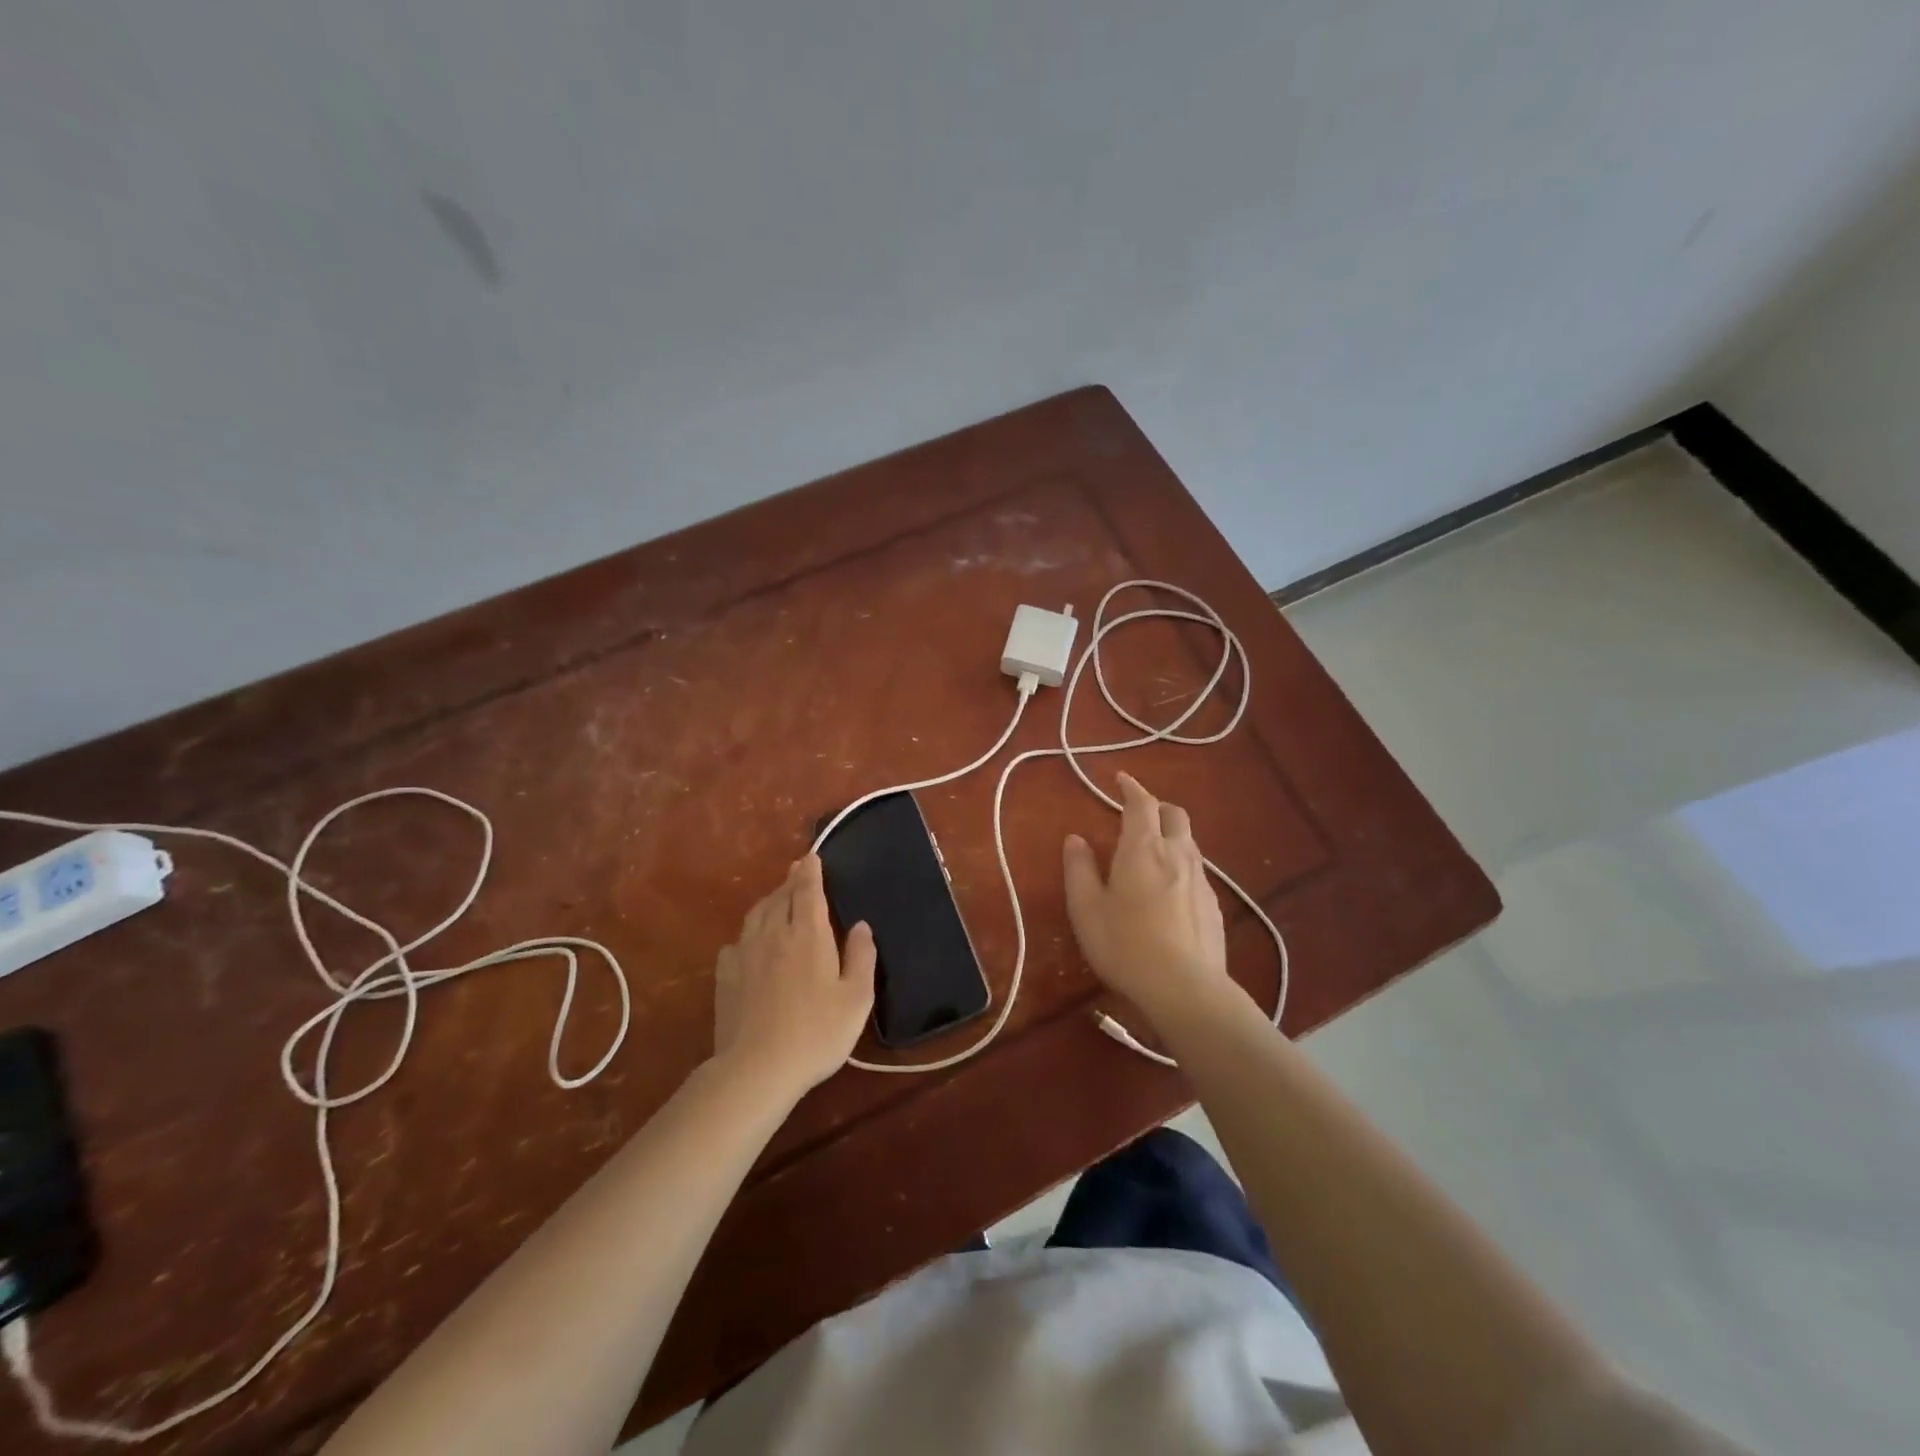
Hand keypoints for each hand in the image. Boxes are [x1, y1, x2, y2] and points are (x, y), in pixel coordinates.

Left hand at [713, 855, 875, 1099]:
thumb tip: (861, 926)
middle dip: (791, 880)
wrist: (757, 1068)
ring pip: (757, 914)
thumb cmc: (817, 1032)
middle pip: (781, 897)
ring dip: (770, 900)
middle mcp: (774, 933)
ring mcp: (745, 953)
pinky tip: (751, 942)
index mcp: (808, 934)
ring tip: (778, 897)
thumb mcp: (856, 998)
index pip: (808, 891)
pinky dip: (749, 932)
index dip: (811, 871)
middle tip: (798, 869)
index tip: (811, 856)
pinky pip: (738, 941)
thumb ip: (861, 957)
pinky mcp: (725, 975)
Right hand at [1062, 773, 1234, 1028]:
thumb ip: (1079, 869)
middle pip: (1175, 815)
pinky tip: (1170, 890)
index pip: (1141, 804)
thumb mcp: (1087, 909)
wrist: (1186, 989)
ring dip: (1171, 836)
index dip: (1131, 788)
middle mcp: (1177, 854)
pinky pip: (1196, 871)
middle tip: (1138, 814)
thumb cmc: (1125, 945)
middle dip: (1157, 807)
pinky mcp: (1214, 906)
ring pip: (1189, 843)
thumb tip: (1076, 839)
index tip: (1121, 780)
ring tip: (1152, 851)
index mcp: (1143, 849)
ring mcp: (1201, 880)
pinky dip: (1180, 865)